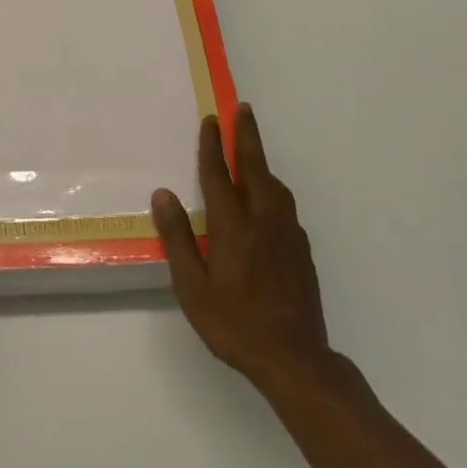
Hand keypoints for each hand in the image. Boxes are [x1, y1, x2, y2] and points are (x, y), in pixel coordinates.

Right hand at [152, 105, 335, 394]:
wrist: (295, 359)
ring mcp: (288, 235)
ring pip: (276, 186)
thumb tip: (163, 195)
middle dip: (247, 135)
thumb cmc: (234, 324)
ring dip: (263, 162)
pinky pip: (285, 206)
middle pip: (256, 168)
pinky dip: (273, 189)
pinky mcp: (302, 250)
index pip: (220, 176)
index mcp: (234, 227)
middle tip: (243, 108)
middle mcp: (264, 221)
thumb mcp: (192, 288)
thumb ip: (178, 238)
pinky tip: (268, 201)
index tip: (211, 120)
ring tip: (253, 151)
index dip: (213, 146)